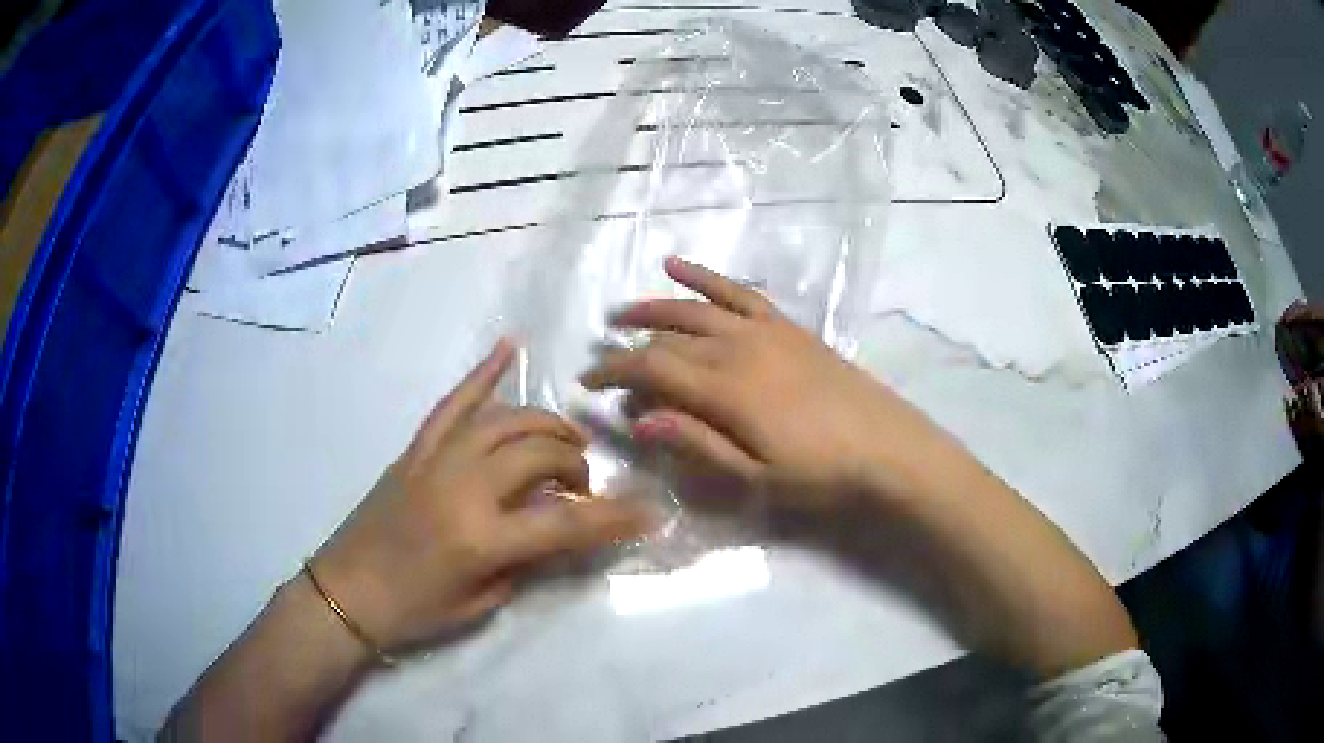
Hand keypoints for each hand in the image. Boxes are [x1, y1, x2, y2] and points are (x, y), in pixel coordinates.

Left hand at [313, 340, 652, 653]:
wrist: (347, 592)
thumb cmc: (416, 611)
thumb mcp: (483, 601)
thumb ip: (528, 559)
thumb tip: (561, 527)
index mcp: (482, 538)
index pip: (566, 521)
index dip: (615, 517)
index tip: (652, 511)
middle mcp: (463, 487)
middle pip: (539, 454)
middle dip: (576, 465)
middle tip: (583, 486)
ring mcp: (436, 460)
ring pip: (505, 420)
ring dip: (545, 424)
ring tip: (565, 439)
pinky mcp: (416, 449)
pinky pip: (453, 403)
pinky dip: (482, 373)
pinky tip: (509, 347)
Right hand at [580, 257, 960, 512]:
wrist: (885, 447)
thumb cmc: (819, 472)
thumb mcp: (754, 475)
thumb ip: (696, 443)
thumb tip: (640, 420)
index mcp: (725, 390)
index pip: (652, 371)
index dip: (614, 374)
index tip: (587, 384)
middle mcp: (736, 348)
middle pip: (667, 339)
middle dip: (626, 349)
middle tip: (600, 360)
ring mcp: (763, 330)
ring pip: (694, 309)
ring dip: (653, 308)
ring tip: (622, 313)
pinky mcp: (785, 325)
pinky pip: (738, 291)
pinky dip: (704, 276)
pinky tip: (677, 265)